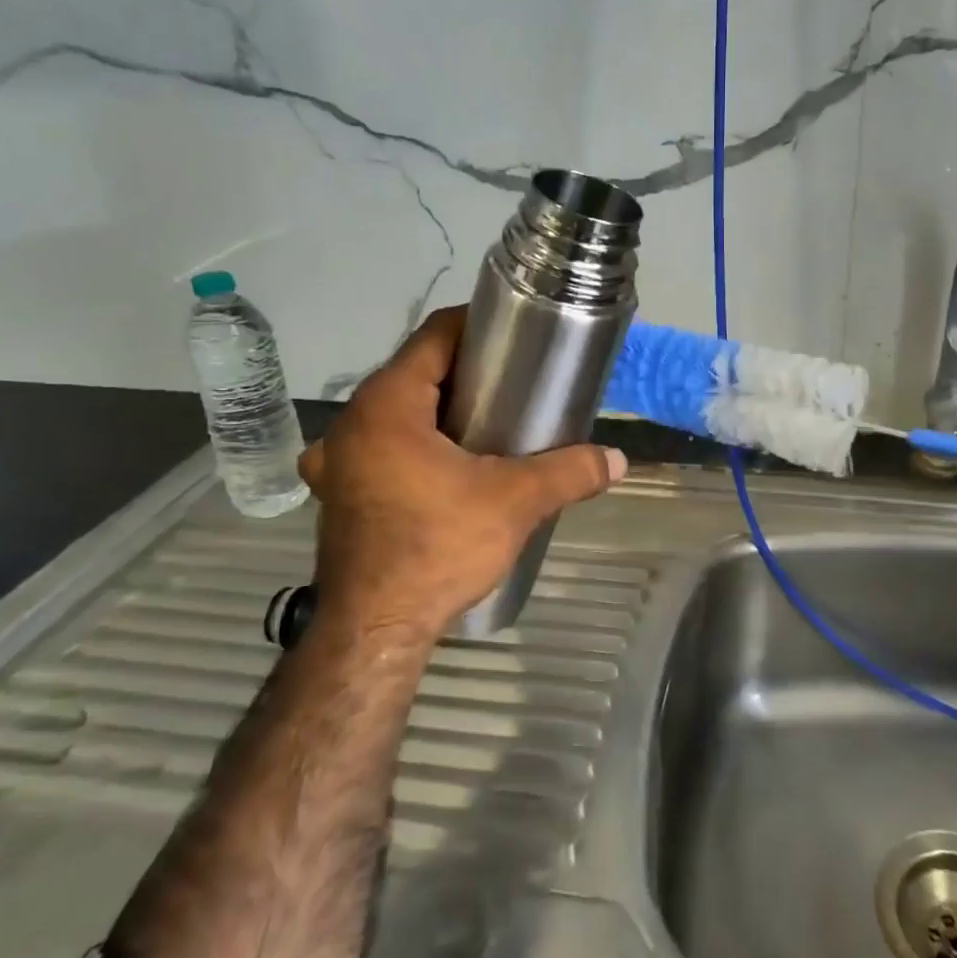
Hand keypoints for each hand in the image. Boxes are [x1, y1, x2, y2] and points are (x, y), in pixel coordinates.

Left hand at [299, 306, 626, 644]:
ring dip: (439, 411)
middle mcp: (352, 423)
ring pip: (398, 413)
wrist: (375, 631)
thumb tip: (617, 460)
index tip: (516, 332)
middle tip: (515, 382)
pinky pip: (382, 449)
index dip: (477, 326)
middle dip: (465, 373)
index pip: (433, 337)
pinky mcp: (340, 494)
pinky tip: (447, 469)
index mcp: (386, 405)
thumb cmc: (437, 547)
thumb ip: (568, 472)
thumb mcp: (515, 502)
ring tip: (488, 424)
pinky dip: (415, 446)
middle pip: (416, 374)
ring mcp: (339, 461)